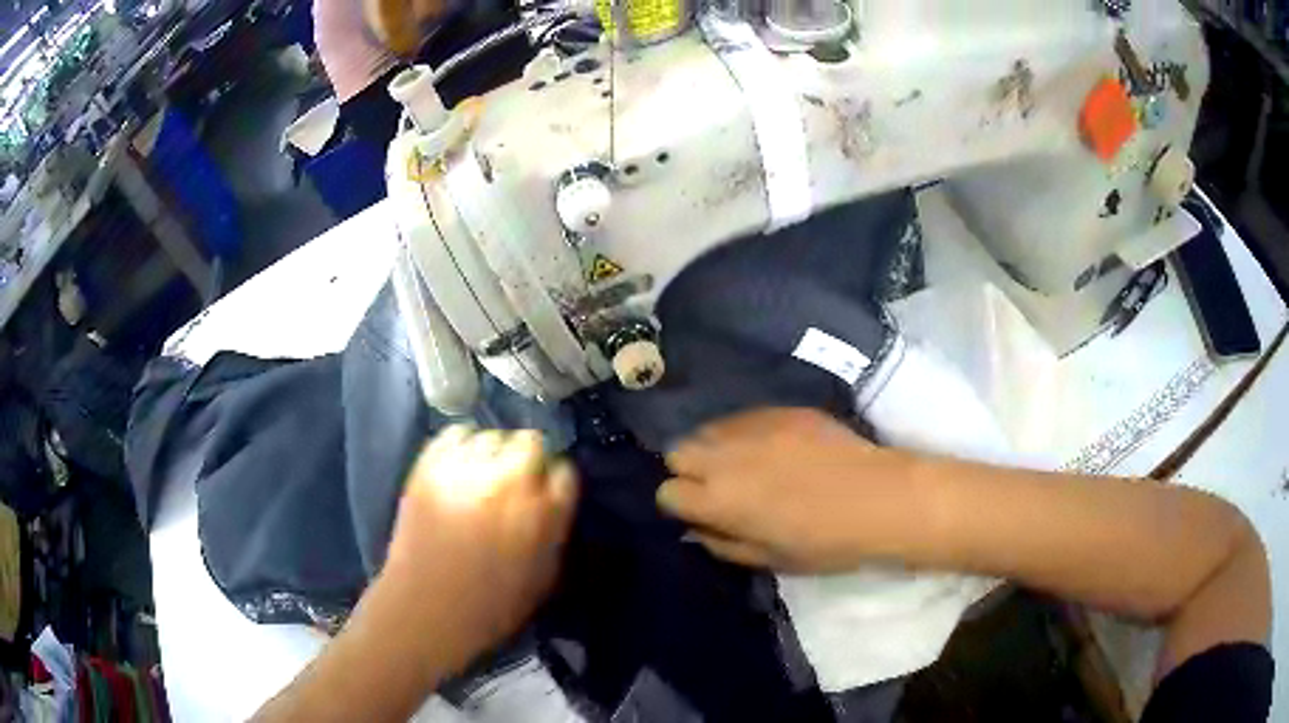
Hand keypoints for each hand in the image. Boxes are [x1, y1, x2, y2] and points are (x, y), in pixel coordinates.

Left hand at [376, 426, 577, 673]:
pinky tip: (459, 468)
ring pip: (492, 436)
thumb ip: (556, 531)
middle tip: (515, 484)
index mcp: (543, 516)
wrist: (425, 611)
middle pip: (531, 442)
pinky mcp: (429, 467)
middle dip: (529, 461)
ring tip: (483, 477)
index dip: (555, 482)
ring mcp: (465, 472)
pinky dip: (462, 446)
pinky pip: (455, 434)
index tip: (546, 494)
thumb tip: (555, 496)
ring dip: (494, 454)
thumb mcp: (544, 579)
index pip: (565, 471)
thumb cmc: (491, 607)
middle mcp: (508, 485)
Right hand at [657, 408, 922, 573]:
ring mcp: (753, 427)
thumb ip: (722, 544)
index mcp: (720, 500)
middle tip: (719, 485)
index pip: (667, 492)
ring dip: (715, 447)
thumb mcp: (769, 558)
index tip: (703, 511)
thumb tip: (695, 529)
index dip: (682, 504)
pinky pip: (743, 416)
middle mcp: (726, 457)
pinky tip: (772, 446)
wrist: (879, 499)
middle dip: (689, 469)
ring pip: (708, 428)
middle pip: (677, 451)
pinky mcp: (780, 410)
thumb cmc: (825, 542)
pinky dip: (745, 432)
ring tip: (743, 462)